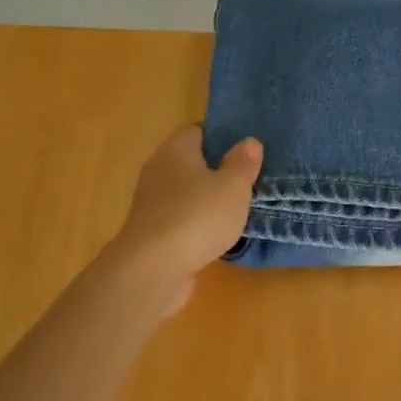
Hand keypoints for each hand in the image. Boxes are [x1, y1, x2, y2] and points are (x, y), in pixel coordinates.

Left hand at [111, 126, 262, 312]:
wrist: (152, 269)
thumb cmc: (197, 217)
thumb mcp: (233, 186)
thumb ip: (243, 163)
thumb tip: (249, 142)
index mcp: (176, 149)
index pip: (198, 131)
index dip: (222, 137)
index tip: (246, 151)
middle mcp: (158, 169)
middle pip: (191, 162)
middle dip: (217, 170)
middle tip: (247, 180)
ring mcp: (151, 202)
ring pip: (185, 192)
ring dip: (206, 200)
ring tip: (237, 210)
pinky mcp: (151, 232)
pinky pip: (180, 219)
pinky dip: (196, 224)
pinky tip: (216, 235)